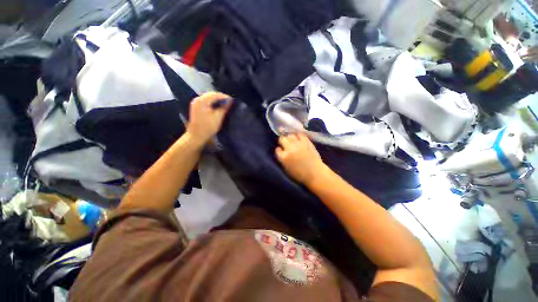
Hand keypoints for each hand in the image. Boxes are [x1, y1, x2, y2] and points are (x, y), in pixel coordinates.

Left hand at [186, 92, 232, 147]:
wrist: (197, 135)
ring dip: (216, 99)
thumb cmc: (208, 127)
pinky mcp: (196, 106)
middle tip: (229, 102)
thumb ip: (224, 108)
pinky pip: (205, 100)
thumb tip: (230, 101)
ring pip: (208, 97)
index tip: (232, 100)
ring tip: (225, 103)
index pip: (215, 95)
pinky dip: (212, 102)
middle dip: (220, 97)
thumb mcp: (218, 117)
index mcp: (202, 101)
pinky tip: (217, 105)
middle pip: (211, 94)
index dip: (224, 97)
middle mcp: (197, 99)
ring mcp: (196, 102)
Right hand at [275, 133, 326, 185]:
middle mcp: (289, 148)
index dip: (279, 150)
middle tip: (285, 144)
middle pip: (282, 139)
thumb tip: (282, 152)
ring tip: (292, 141)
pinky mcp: (306, 142)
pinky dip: (298, 137)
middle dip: (283, 141)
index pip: (277, 149)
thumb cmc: (300, 174)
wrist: (315, 173)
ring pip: (290, 135)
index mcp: (283, 157)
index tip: (281, 151)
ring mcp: (298, 144)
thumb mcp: (286, 169)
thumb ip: (282, 159)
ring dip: (290, 138)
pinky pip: (300, 135)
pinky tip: (299, 140)